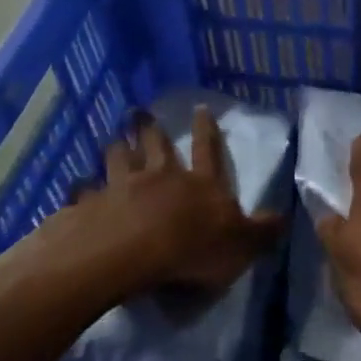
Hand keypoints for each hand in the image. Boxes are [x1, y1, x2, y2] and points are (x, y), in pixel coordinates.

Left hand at [55, 107, 282, 299]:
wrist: (132, 253)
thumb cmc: (192, 249)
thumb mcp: (241, 245)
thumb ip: (262, 232)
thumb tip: (284, 217)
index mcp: (200, 185)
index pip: (208, 151)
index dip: (207, 130)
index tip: (201, 107)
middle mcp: (161, 178)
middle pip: (156, 146)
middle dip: (150, 127)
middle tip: (139, 111)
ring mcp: (122, 188)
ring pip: (119, 159)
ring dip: (116, 148)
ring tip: (112, 138)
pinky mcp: (91, 206)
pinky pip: (86, 192)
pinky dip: (82, 188)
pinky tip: (75, 186)